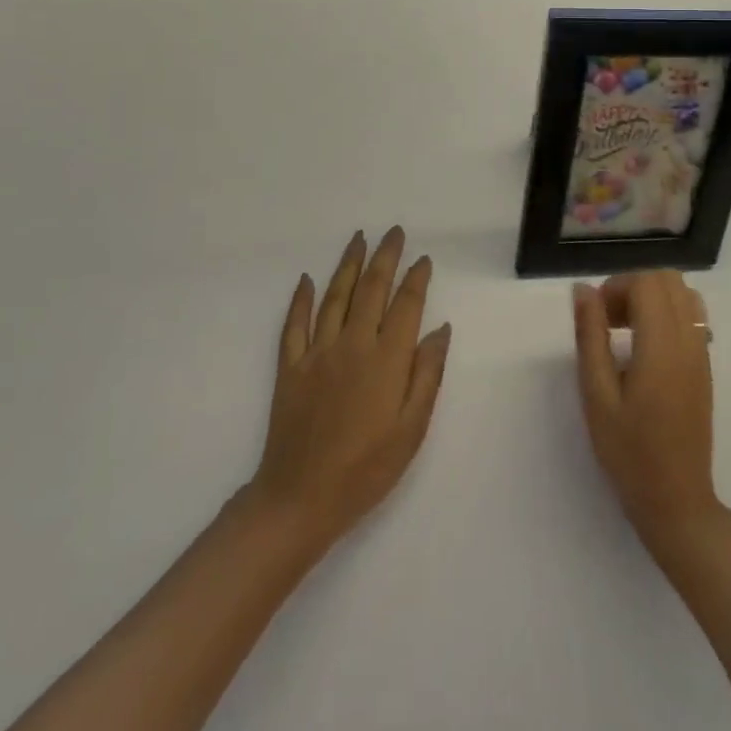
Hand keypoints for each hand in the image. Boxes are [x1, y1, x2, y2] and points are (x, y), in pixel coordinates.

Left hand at [245, 228, 451, 554]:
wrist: (301, 499)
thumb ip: (427, 374)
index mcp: (386, 359)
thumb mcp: (412, 429)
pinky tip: (307, 279)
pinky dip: (301, 298)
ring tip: (358, 238)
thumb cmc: (367, 468)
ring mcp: (317, 352)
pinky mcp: (290, 366)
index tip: (423, 259)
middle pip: (371, 289)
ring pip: (335, 296)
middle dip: (385, 257)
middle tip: (393, 232)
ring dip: (348, 264)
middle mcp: (352, 344)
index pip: (405, 305)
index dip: (416, 279)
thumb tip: (440, 329)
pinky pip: (294, 324)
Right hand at [572, 271, 721, 551]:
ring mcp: (702, 352)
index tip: (596, 317)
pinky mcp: (705, 366)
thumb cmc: (629, 452)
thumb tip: (583, 289)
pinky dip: (668, 313)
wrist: (677, 502)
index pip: (646, 283)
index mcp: (662, 345)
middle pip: (667, 280)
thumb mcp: (596, 395)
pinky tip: (647, 347)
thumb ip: (590, 336)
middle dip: (633, 287)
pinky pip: (692, 316)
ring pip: (683, 293)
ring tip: (627, 329)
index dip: (616, 287)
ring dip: (652, 297)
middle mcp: (689, 340)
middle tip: (608, 321)